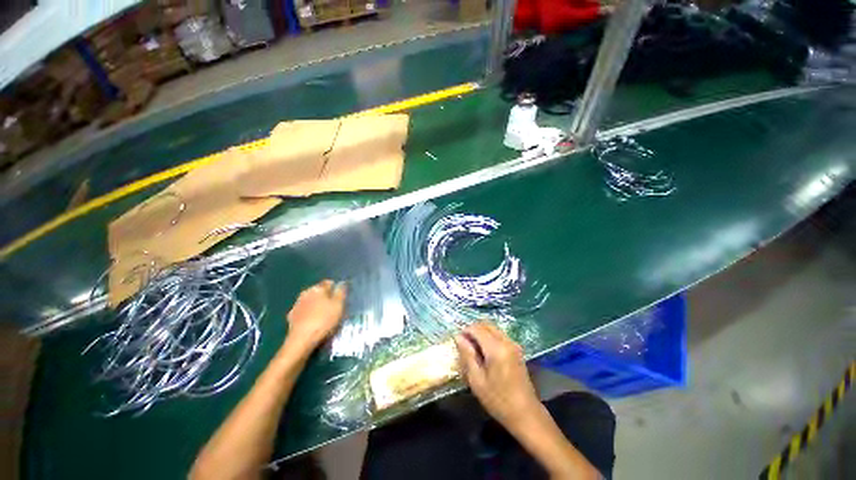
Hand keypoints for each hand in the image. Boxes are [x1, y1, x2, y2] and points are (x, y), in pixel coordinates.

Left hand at [285, 280, 345, 351]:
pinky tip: (312, 321)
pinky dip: (308, 313)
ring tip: (323, 315)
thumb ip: (340, 292)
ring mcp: (297, 304)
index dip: (335, 288)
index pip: (328, 283)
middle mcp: (306, 293)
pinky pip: (303, 311)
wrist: (302, 339)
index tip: (340, 297)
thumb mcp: (338, 305)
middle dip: (325, 296)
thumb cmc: (324, 320)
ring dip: (316, 305)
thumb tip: (341, 283)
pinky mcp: (291, 316)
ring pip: (310, 301)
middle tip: (333, 306)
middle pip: (318, 291)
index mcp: (318, 288)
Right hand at [454, 322, 541, 431]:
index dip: (465, 331)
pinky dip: (489, 337)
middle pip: (486, 324)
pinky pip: (499, 335)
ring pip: (493, 328)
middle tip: (464, 344)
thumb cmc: (498, 400)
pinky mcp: (517, 349)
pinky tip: (484, 352)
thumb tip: (458, 337)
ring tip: (473, 349)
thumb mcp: (477, 380)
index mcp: (496, 348)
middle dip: (473, 329)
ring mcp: (513, 344)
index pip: (477, 328)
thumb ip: (467, 355)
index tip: (458, 341)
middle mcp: (506, 341)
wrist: (526, 414)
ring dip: (481, 333)